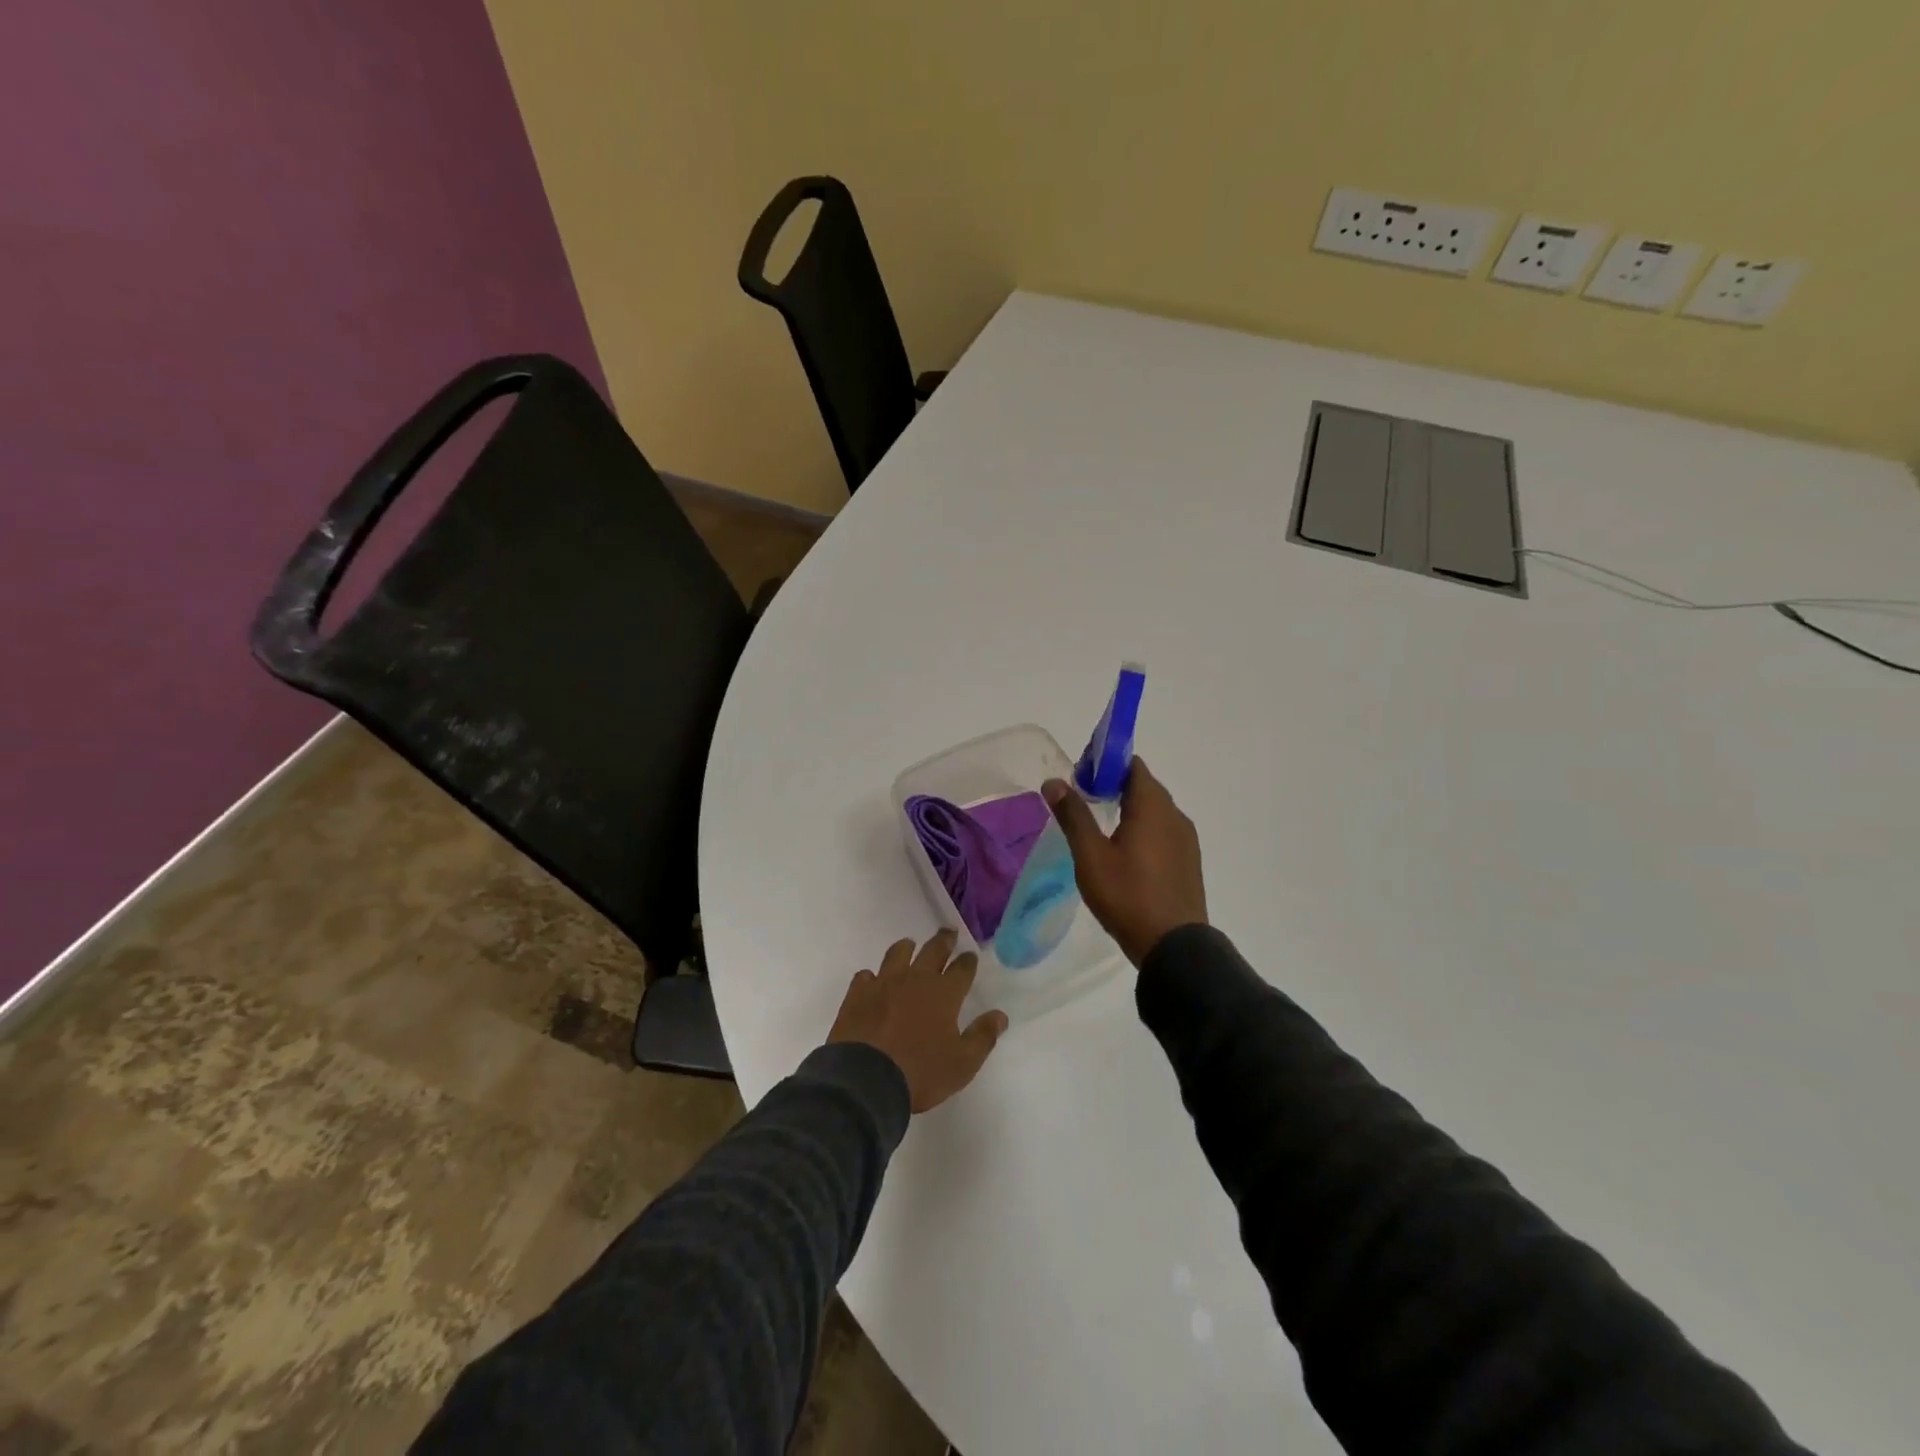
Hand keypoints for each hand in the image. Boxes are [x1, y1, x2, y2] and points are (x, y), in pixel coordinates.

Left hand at [828, 930, 1008, 1113]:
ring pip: (897, 954)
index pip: (962, 969)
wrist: (865, 1081)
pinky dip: (872, 976)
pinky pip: (866, 975)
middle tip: (948, 932)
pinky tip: (873, 981)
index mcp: (943, 994)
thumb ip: (982, 1037)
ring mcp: (883, 983)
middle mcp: (915, 979)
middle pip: (932, 951)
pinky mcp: (857, 994)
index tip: (970, 955)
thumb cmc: (920, 1073)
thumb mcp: (962, 1064)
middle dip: (943, 940)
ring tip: (910, 945)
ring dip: (907, 948)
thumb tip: (1000, 1015)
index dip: (968, 961)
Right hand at [1043, 757, 1207, 966]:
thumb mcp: (1091, 856)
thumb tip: (1053, 782)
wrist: (1174, 946)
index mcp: (1153, 806)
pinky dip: (1144, 828)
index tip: (1081, 777)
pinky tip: (1125, 852)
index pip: (1132, 765)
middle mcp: (1175, 815)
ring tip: (1100, 827)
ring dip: (1130, 808)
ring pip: (1155, 810)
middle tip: (1083, 801)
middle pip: (1144, 786)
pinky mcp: (1188, 860)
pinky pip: (1164, 831)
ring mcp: (1186, 839)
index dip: (1106, 765)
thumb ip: (1073, 815)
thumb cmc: (1128, 895)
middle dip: (1114, 786)